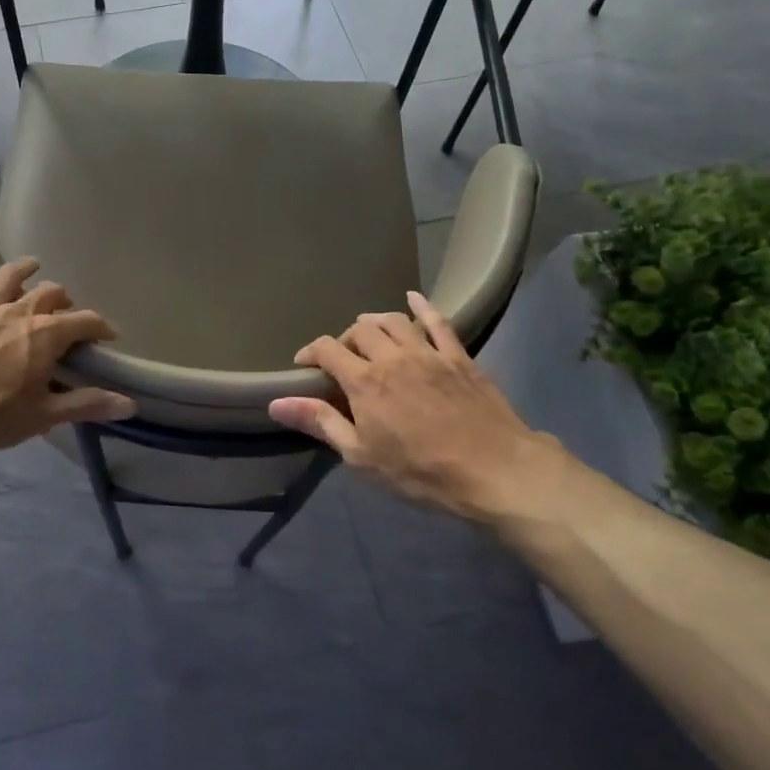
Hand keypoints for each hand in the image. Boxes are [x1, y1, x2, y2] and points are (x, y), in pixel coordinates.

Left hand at [0, 221, 134, 462]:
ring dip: (27, 270)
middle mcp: (19, 312)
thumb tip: (131, 403)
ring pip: (11, 278)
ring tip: (35, 266)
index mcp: (45, 335)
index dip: (101, 327)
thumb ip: (88, 404)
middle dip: (64, 302)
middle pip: (50, 295)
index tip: (108, 337)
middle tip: (67, 315)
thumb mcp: (44, 415)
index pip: (85, 321)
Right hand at [269, 292, 559, 521]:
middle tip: (342, 358)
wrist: (493, 470)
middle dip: (344, 339)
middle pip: (359, 330)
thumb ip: (320, 422)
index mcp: (364, 381)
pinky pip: (438, 322)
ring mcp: (428, 353)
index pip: (327, 350)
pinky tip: (413, 298)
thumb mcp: (361, 456)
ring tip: (368, 331)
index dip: (311, 352)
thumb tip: (276, 402)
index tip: (304, 364)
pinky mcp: (458, 357)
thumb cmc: (420, 471)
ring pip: (394, 321)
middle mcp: (393, 357)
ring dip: (375, 321)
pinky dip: (423, 307)